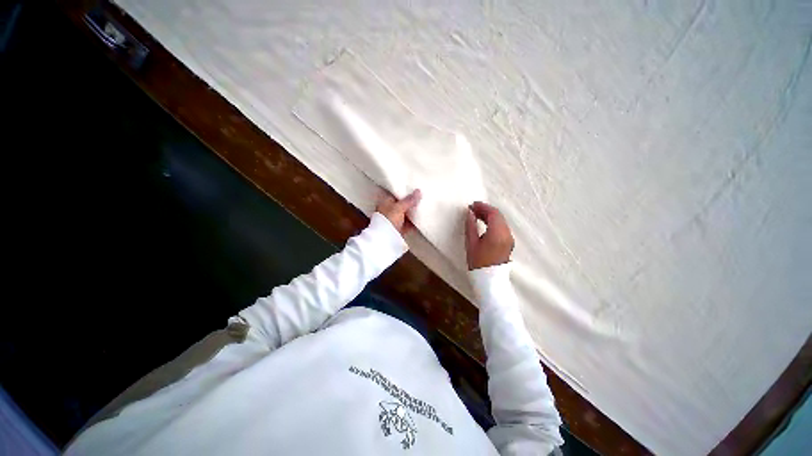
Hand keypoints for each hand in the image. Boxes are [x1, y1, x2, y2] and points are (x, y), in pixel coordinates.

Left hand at [376, 189, 421, 233]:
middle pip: (402, 203)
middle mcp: (389, 209)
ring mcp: (394, 219)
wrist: (384, 239)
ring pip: (406, 213)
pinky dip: (414, 221)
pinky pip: (408, 223)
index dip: (405, 190)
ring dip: (413, 211)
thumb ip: (409, 200)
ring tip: (425, 206)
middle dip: (411, 201)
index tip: (415, 187)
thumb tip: (419, 191)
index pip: (396, 193)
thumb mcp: (399, 208)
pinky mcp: (399, 228)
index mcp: (385, 201)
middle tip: (423, 196)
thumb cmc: (389, 219)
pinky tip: (423, 219)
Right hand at [465, 201, 514, 269]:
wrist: (490, 280)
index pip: (493, 213)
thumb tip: (469, 213)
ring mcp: (509, 238)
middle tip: (473, 209)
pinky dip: (494, 222)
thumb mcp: (471, 244)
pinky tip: (484, 223)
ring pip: (501, 220)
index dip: (482, 206)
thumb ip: (470, 226)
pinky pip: (502, 226)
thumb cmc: (478, 263)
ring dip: (490, 215)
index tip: (472, 205)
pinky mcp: (509, 242)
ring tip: (476, 215)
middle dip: (486, 209)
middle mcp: (506, 234)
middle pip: (498, 215)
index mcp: (497, 234)